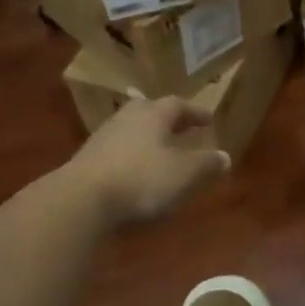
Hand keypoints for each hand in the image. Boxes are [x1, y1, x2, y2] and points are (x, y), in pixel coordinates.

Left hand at [63, 96, 231, 227]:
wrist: (80, 201)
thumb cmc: (140, 180)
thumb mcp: (183, 174)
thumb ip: (205, 164)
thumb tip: (224, 156)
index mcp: (152, 115)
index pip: (177, 105)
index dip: (194, 112)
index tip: (208, 119)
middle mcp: (126, 119)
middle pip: (149, 110)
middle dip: (167, 119)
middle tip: (181, 127)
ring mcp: (102, 138)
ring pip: (131, 129)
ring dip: (147, 137)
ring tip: (161, 150)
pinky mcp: (87, 161)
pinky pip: (116, 150)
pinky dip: (131, 156)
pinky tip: (136, 171)